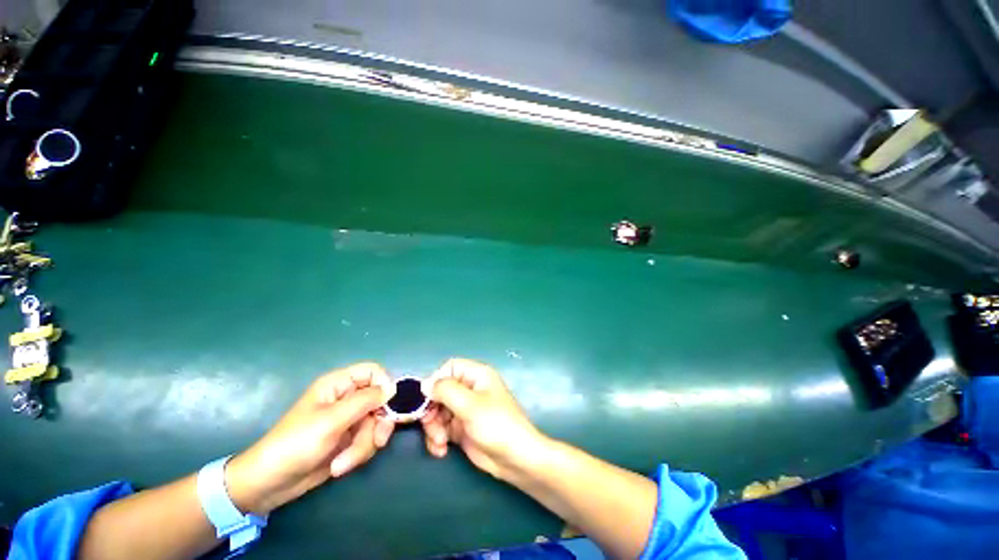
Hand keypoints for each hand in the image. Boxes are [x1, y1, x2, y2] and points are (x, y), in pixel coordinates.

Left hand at [226, 363, 396, 513]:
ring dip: (364, 445)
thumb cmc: (296, 444)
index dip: (384, 385)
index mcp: (339, 385)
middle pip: (380, 401)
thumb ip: (365, 401)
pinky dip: (358, 454)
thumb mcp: (332, 420)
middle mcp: (347, 399)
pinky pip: (368, 440)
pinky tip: (340, 466)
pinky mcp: (349, 439)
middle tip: (378, 440)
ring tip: (343, 462)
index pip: (373, 372)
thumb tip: (393, 388)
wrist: (271, 484)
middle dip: (378, 424)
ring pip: (376, 424)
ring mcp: (349, 420)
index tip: (387, 406)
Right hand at [420, 358, 548, 480]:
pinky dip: (437, 439)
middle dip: (432, 410)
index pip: (449, 368)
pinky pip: (441, 428)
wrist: (515, 459)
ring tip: (440, 442)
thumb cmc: (496, 424)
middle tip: (430, 425)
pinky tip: (441, 450)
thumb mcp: (470, 404)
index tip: (427, 399)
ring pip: (437, 411)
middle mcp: (469, 389)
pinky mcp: (461, 428)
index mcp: (476, 375)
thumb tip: (424, 384)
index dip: (435, 381)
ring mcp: (464, 409)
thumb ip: (446, 391)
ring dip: (433, 427)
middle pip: (439, 391)